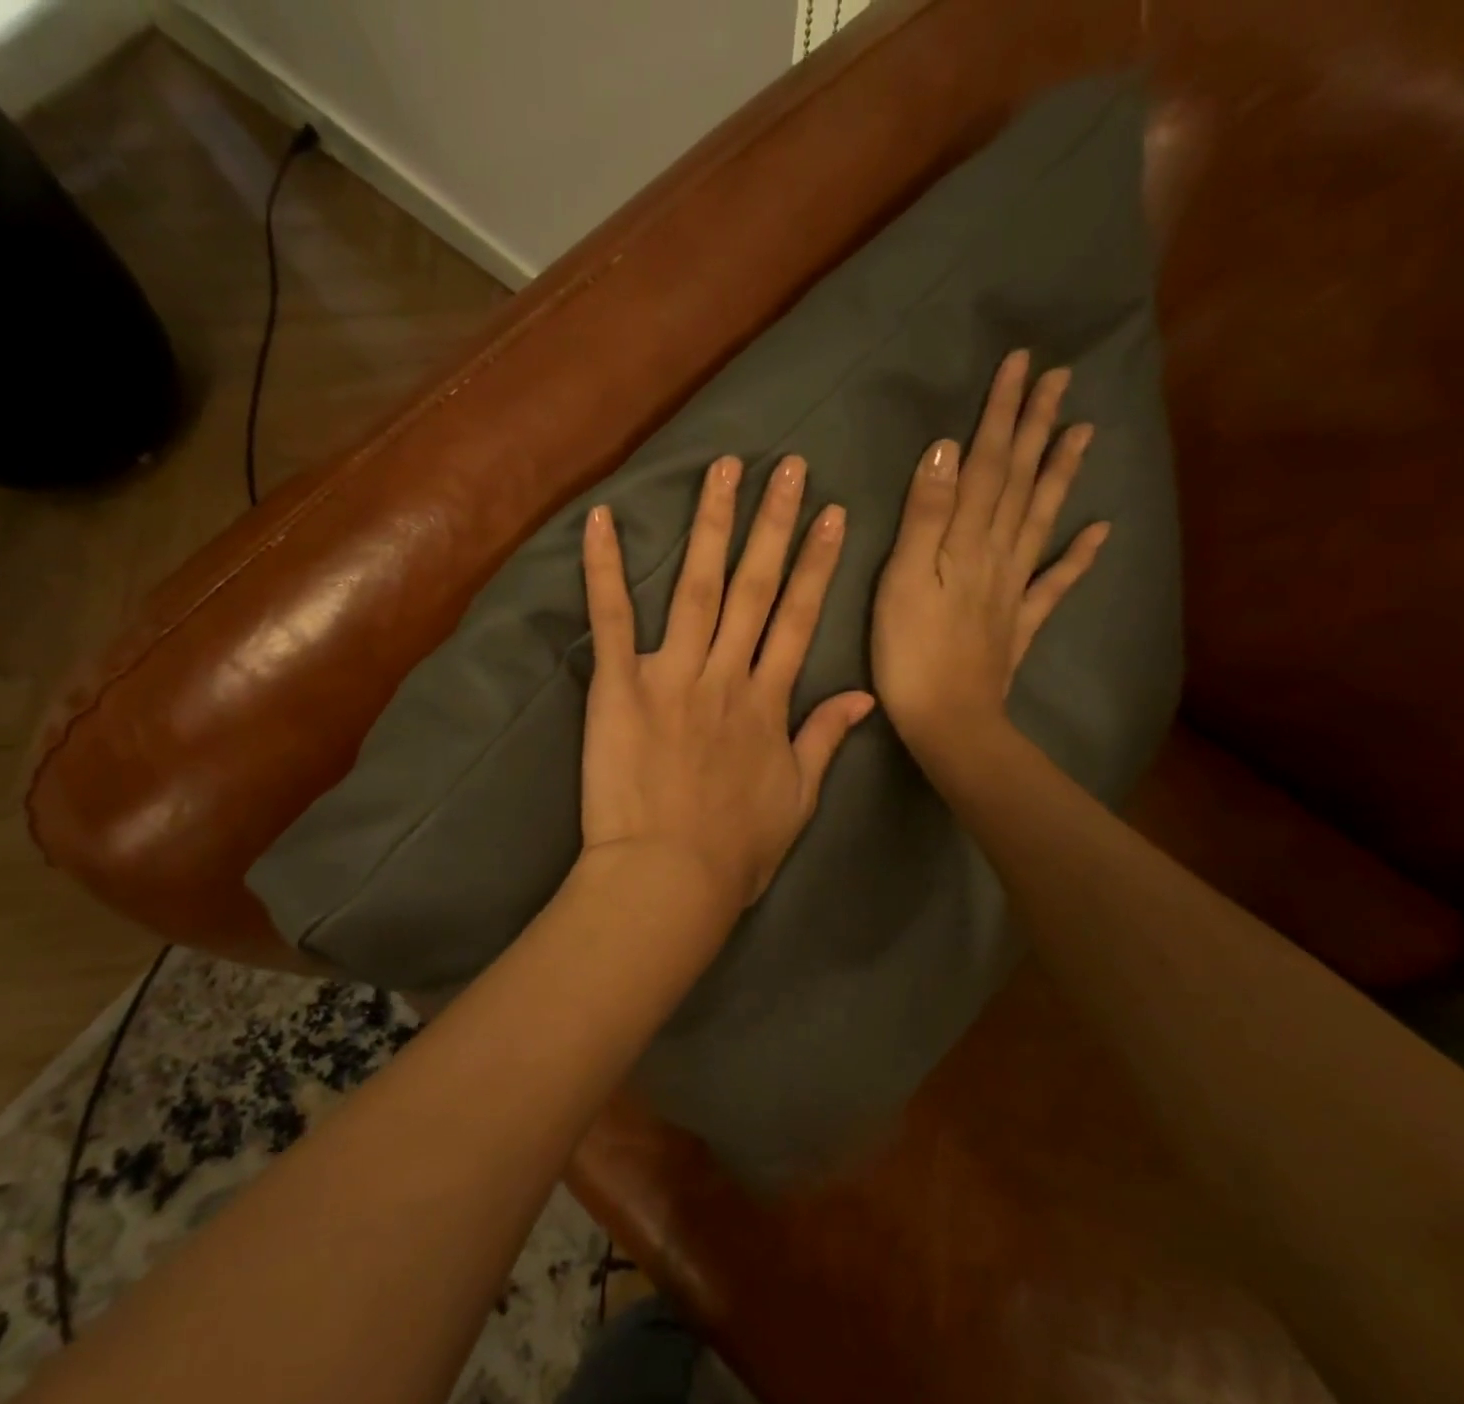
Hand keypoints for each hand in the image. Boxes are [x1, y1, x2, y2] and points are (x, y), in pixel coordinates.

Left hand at [579, 454, 874, 915]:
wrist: (668, 878)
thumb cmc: (735, 851)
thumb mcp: (798, 799)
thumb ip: (825, 739)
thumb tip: (863, 696)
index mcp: (768, 701)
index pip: (799, 618)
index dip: (816, 564)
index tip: (829, 514)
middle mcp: (726, 674)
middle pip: (755, 587)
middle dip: (773, 522)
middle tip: (785, 465)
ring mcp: (671, 675)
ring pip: (697, 587)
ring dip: (712, 525)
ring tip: (722, 469)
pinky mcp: (618, 687)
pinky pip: (612, 619)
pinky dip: (604, 568)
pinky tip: (601, 518)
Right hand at [871, 351, 1107, 764]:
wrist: (948, 719)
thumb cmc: (909, 652)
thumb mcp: (902, 580)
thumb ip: (925, 517)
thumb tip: (947, 450)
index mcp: (967, 541)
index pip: (987, 465)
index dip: (1002, 415)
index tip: (1020, 365)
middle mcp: (999, 554)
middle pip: (1021, 482)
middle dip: (1036, 428)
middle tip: (1059, 379)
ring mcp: (1014, 588)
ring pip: (1042, 519)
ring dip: (1061, 473)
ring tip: (1083, 431)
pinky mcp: (1019, 622)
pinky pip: (1056, 582)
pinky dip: (1079, 555)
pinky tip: (1101, 530)